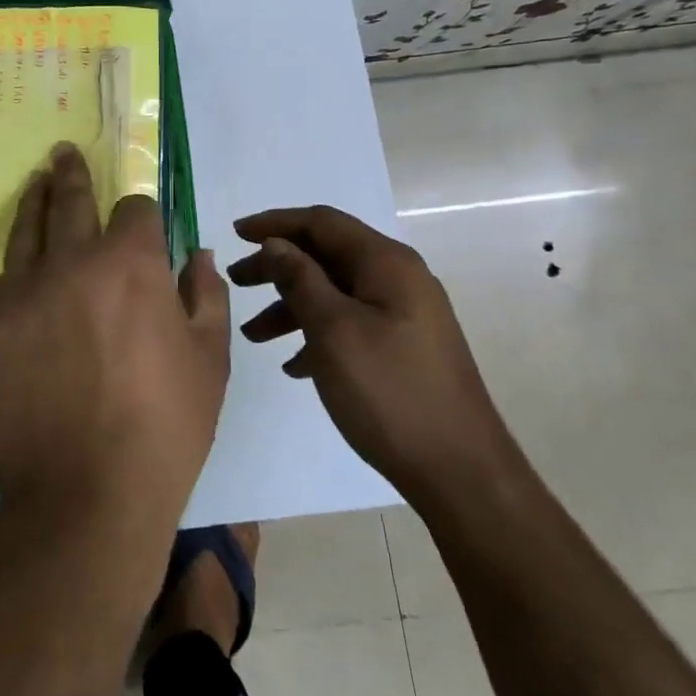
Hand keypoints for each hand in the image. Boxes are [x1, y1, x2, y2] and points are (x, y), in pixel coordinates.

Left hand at [0, 145, 230, 533]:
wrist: (84, 496)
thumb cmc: (164, 429)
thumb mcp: (210, 361)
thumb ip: (205, 294)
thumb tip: (195, 254)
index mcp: (129, 263)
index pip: (134, 208)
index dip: (142, 214)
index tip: (142, 224)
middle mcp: (68, 261)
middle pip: (69, 199)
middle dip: (71, 173)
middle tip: (63, 154)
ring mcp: (17, 292)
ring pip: (25, 231)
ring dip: (35, 202)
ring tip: (37, 182)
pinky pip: (2, 289)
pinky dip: (18, 283)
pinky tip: (27, 293)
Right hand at [227, 206, 517, 508]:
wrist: (461, 473)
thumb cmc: (390, 392)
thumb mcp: (333, 330)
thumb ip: (300, 279)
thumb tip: (277, 243)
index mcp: (386, 264)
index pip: (322, 222)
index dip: (275, 223)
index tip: (234, 234)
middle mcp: (399, 279)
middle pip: (326, 255)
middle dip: (277, 266)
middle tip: (236, 282)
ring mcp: (404, 315)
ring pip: (335, 292)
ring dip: (290, 305)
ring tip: (253, 335)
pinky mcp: (403, 347)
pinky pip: (349, 324)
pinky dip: (316, 333)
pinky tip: (294, 365)